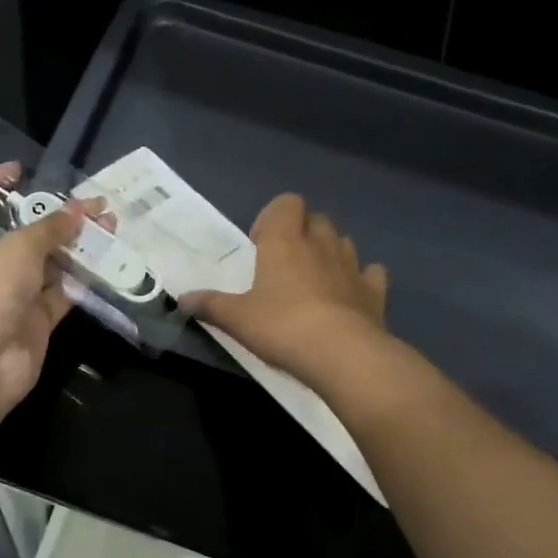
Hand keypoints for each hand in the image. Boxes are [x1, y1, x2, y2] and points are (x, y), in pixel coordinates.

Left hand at [0, 166, 98, 422]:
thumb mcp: (17, 248)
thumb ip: (51, 227)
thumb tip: (81, 210)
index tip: (21, 170)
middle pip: (22, 233)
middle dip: (55, 217)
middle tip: (92, 204)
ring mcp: (13, 295)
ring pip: (48, 263)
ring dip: (76, 246)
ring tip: (112, 227)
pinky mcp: (35, 320)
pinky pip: (62, 293)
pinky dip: (82, 280)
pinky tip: (109, 263)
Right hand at [181, 193, 390, 385]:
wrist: (342, 354)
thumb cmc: (282, 326)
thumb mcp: (237, 318)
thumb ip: (210, 305)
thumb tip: (182, 299)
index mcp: (285, 241)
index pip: (287, 203)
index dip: (274, 217)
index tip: (260, 245)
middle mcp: (321, 244)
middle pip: (317, 219)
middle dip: (303, 233)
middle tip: (284, 263)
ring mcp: (352, 266)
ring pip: (343, 242)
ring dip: (330, 252)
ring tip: (315, 280)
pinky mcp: (375, 292)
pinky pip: (371, 274)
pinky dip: (362, 279)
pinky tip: (350, 296)